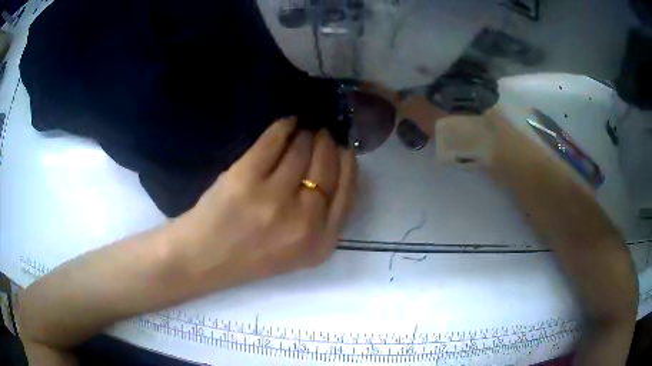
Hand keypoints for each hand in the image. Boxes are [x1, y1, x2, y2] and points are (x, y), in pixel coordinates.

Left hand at [176, 117, 356, 288]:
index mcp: (321, 243)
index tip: (342, 147)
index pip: (348, 191)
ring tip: (301, 131)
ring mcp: (274, 198)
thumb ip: (322, 218)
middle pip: (327, 167)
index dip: (347, 163)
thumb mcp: (299, 251)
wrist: (205, 259)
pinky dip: (283, 127)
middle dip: (326, 143)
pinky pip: (274, 141)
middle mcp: (304, 221)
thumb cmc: (250, 257)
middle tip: (321, 133)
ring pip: (301, 150)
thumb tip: (335, 165)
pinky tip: (286, 124)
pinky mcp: (246, 178)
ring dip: (304, 135)